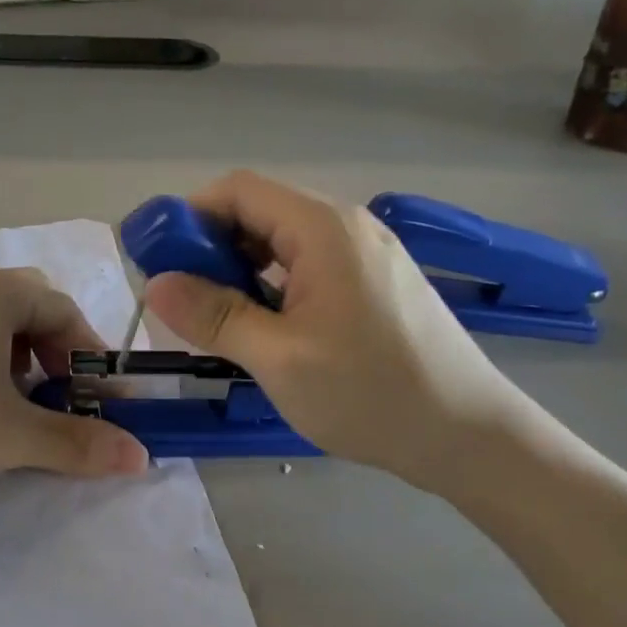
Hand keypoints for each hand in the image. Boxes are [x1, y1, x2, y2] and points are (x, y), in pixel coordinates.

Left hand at [0, 260, 149, 494]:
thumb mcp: (9, 435)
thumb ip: (78, 442)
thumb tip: (141, 457)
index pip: (64, 311)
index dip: (90, 355)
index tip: (102, 397)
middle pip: (28, 309)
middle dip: (53, 353)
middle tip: (60, 396)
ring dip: (16, 356)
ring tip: (16, 401)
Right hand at [143, 171, 532, 492]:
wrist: (470, 436)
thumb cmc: (372, 394)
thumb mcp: (278, 358)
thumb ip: (214, 316)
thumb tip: (156, 284)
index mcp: (323, 228)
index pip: (238, 190)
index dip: (189, 216)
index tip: (160, 261)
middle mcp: (345, 226)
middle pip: (259, 212)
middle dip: (211, 248)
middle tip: (183, 301)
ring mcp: (364, 254)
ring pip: (281, 243)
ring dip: (240, 271)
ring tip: (219, 321)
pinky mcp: (373, 282)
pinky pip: (306, 266)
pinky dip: (271, 286)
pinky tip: (263, 328)